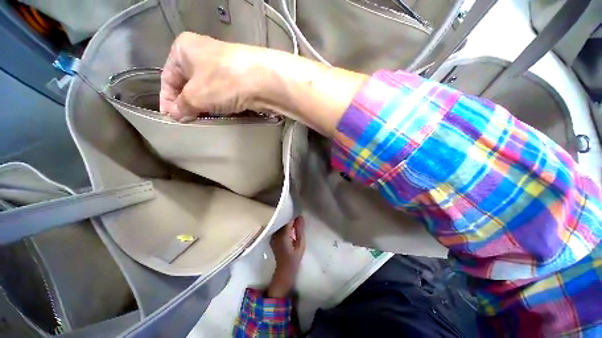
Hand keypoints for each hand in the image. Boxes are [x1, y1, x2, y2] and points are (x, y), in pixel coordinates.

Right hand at [160, 32, 266, 119]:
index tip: (169, 118)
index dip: (167, 100)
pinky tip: (220, 116)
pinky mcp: (239, 80)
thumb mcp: (195, 96)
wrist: (263, 81)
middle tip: (187, 122)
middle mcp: (203, 54)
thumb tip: (175, 115)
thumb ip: (182, 106)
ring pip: (208, 91)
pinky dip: (220, 105)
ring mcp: (224, 67)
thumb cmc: (222, 82)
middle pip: (189, 84)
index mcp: (184, 49)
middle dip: (187, 104)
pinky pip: (224, 95)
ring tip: (203, 121)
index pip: (168, 77)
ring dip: (205, 106)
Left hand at [267, 217, 305, 297]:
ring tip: (293, 217)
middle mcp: (275, 234)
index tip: (297, 210)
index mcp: (283, 236)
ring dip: (285, 220)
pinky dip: (282, 224)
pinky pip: (277, 227)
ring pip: (279, 223)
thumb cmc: (295, 258)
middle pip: (281, 220)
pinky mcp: (272, 237)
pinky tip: (288, 225)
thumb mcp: (301, 244)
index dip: (292, 214)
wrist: (284, 270)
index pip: (286, 220)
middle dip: (288, 216)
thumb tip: (300, 217)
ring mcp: (272, 236)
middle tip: (296, 213)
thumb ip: (300, 230)